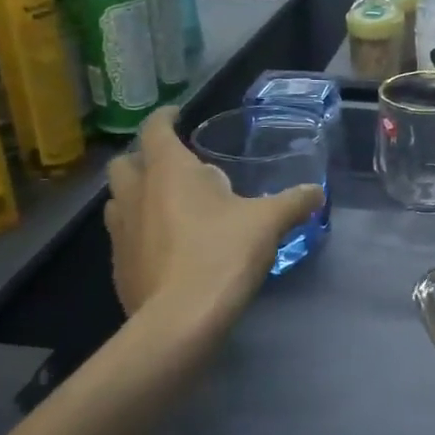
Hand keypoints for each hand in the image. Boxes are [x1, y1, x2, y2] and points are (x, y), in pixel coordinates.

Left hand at [104, 109, 322, 328]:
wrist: (180, 319)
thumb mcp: (268, 223)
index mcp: (168, 171)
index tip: (177, 114)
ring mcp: (120, 232)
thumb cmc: (222, 254)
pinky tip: (167, 249)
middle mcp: (136, 194)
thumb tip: (316, 191)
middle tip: (175, 168)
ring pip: (119, 200)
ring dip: (138, 196)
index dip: (165, 117)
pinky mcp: (119, 266)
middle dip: (145, 159)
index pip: (155, 129)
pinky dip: (140, 232)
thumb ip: (293, 202)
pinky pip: (124, 236)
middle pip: (125, 163)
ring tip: (169, 207)